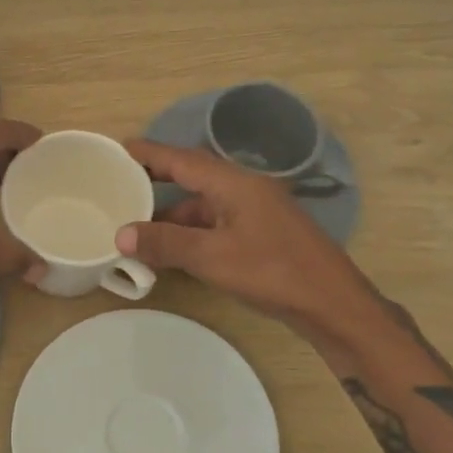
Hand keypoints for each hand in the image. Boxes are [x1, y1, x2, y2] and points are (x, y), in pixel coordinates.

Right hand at [115, 139, 367, 332]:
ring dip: (173, 213)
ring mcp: (256, 212)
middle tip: (123, 184)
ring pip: (205, 204)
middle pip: (194, 176)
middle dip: (158, 179)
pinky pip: (217, 223)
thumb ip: (165, 243)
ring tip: (138, 224)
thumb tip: (121, 235)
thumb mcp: (212, 257)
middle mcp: (245, 189)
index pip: (182, 159)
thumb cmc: (273, 272)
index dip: (150, 153)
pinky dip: (192, 231)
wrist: (332, 304)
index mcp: (234, 183)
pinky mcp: (262, 235)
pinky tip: (174, 249)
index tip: (120, 148)